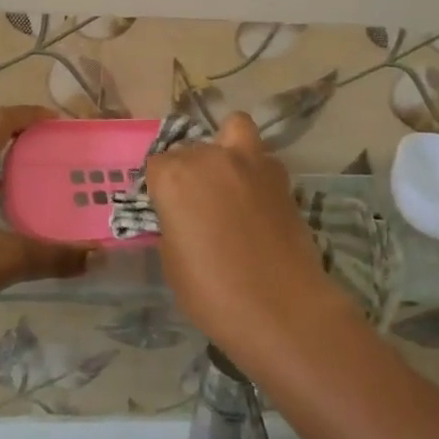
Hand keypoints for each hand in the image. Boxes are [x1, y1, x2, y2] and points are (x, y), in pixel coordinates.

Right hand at [145, 113, 344, 359]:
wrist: (282, 308)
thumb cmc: (213, 291)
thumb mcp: (172, 261)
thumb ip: (172, 224)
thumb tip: (182, 216)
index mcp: (174, 177)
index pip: (156, 165)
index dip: (161, 189)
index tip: (168, 212)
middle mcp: (209, 158)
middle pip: (192, 148)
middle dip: (190, 170)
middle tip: (198, 205)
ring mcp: (250, 162)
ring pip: (233, 129)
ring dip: (227, 148)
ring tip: (230, 183)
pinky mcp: (281, 176)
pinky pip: (261, 158)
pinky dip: (256, 170)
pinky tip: (257, 201)